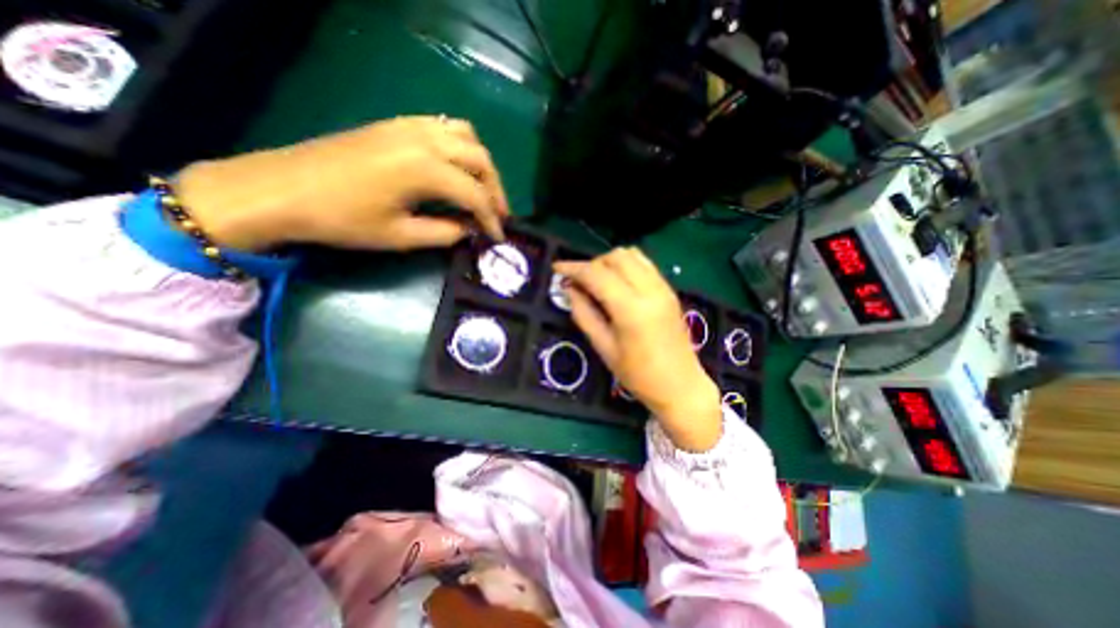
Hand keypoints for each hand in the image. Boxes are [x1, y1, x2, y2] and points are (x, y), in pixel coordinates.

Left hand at [172, 116, 510, 251]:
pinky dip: (462, 146)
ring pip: (467, 136)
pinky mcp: (397, 124)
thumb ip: (445, 233)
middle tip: (498, 215)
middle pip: (480, 159)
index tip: (499, 238)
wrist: (282, 188)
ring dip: (482, 164)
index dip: (491, 219)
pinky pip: (445, 126)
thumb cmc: (342, 218)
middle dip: (496, 190)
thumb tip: (470, 230)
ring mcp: (410, 126)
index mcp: (425, 169)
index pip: (475, 195)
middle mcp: (424, 139)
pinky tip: (458, 167)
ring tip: (483, 190)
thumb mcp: (400, 236)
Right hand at [554, 247, 721, 450]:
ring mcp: (663, 287)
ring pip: (631, 254)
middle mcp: (650, 290)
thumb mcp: (604, 348)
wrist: (681, 385)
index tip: (557, 268)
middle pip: (615, 257)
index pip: (597, 274)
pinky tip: (618, 283)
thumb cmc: (638, 375)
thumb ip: (584, 314)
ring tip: (598, 281)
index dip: (573, 268)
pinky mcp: (669, 290)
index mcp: (631, 309)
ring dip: (609, 262)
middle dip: (592, 264)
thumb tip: (569, 289)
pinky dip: (626, 265)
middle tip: (580, 282)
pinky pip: (644, 263)